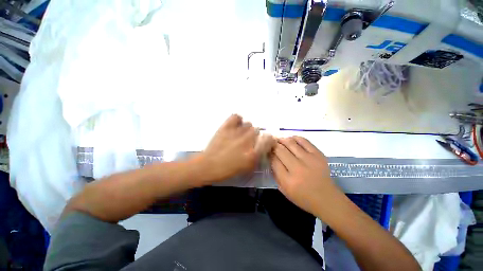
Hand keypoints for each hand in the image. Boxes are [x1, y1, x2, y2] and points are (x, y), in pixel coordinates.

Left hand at [200, 115, 274, 182]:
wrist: (209, 165)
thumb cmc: (229, 170)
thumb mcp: (248, 167)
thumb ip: (259, 156)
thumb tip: (264, 145)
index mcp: (253, 153)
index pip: (269, 139)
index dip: (269, 139)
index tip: (265, 141)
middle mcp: (247, 140)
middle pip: (258, 130)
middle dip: (255, 136)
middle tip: (248, 141)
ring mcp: (236, 132)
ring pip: (249, 124)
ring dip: (247, 129)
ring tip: (240, 134)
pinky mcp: (226, 127)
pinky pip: (237, 116)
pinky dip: (238, 120)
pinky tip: (236, 126)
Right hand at [270, 136, 342, 216]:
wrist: (326, 198)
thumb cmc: (302, 197)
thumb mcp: (283, 190)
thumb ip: (275, 174)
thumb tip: (271, 157)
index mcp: (288, 180)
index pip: (274, 160)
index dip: (269, 153)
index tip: (267, 150)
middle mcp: (298, 169)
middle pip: (280, 150)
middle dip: (273, 145)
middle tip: (271, 143)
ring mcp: (309, 160)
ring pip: (290, 143)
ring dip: (282, 139)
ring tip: (279, 139)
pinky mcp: (318, 155)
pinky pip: (304, 141)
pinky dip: (295, 137)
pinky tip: (290, 139)